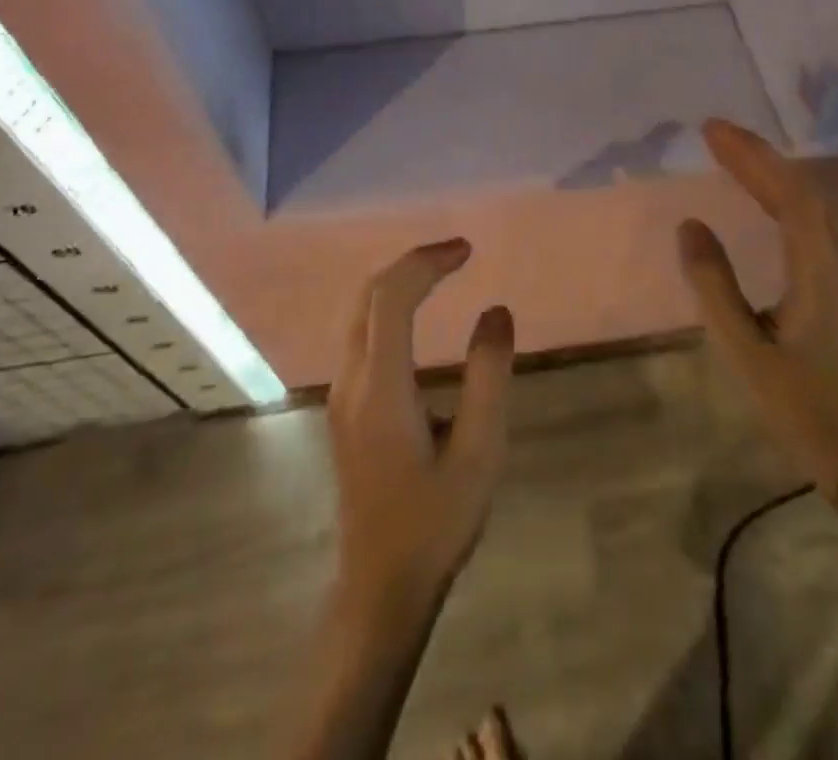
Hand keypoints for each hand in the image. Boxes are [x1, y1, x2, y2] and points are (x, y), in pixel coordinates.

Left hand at [328, 238, 514, 610]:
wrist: (380, 587)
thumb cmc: (435, 522)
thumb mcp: (479, 452)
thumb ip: (488, 376)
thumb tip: (496, 311)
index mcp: (381, 388)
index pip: (392, 298)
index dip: (427, 262)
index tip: (467, 250)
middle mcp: (351, 381)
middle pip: (369, 295)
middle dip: (412, 263)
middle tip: (458, 253)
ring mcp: (341, 395)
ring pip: (360, 313)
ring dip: (399, 282)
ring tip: (443, 273)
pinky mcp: (344, 408)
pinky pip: (362, 334)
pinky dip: (390, 306)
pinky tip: (417, 315)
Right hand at [678, 119, 837, 495]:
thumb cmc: (806, 409)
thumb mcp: (746, 351)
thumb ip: (715, 286)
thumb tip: (691, 225)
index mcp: (820, 270)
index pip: (788, 193)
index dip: (751, 156)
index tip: (712, 130)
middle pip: (802, 192)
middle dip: (758, 157)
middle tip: (715, 134)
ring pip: (811, 207)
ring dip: (771, 175)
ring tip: (733, 158)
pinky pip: (812, 226)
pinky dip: (782, 200)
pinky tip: (764, 206)